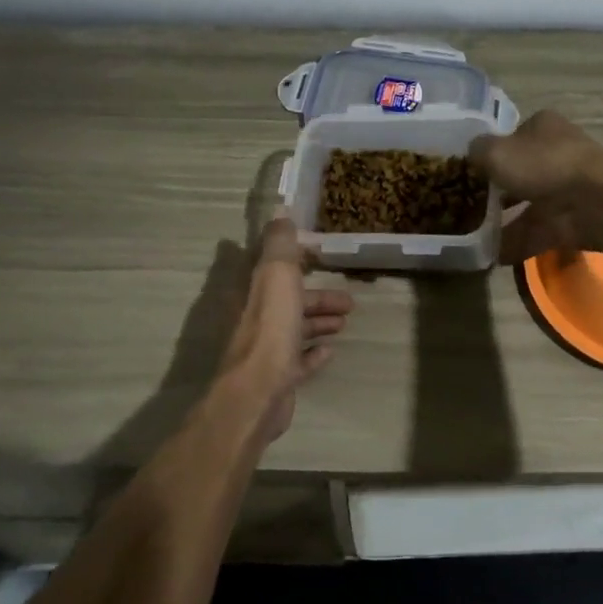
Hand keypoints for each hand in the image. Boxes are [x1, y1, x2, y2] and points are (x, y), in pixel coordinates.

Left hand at [219, 216, 354, 443]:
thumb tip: (280, 211)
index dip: (296, 260)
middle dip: (318, 296)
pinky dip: (314, 353)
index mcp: (253, 292)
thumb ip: (280, 244)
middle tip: (349, 300)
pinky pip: (298, 360)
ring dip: (319, 321)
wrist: (258, 392)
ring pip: (295, 328)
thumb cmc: (270, 329)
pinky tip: (330, 350)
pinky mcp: (277, 377)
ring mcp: (265, 350)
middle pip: (288, 301)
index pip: (272, 267)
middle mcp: (255, 318)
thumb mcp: (277, 276)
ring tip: (345, 322)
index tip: (321, 256)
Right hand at [469, 110, 602, 263]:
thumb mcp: (497, 152)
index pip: (511, 136)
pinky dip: (516, 242)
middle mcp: (557, 152)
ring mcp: (567, 188)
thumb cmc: (544, 166)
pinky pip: (537, 231)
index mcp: (543, 126)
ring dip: (503, 220)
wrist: (597, 204)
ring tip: (472, 236)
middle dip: (496, 190)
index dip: (489, 153)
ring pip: (528, 203)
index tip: (467, 172)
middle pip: (519, 171)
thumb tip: (471, 154)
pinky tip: (491, 255)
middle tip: (464, 205)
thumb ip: (477, 152)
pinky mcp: (572, 219)